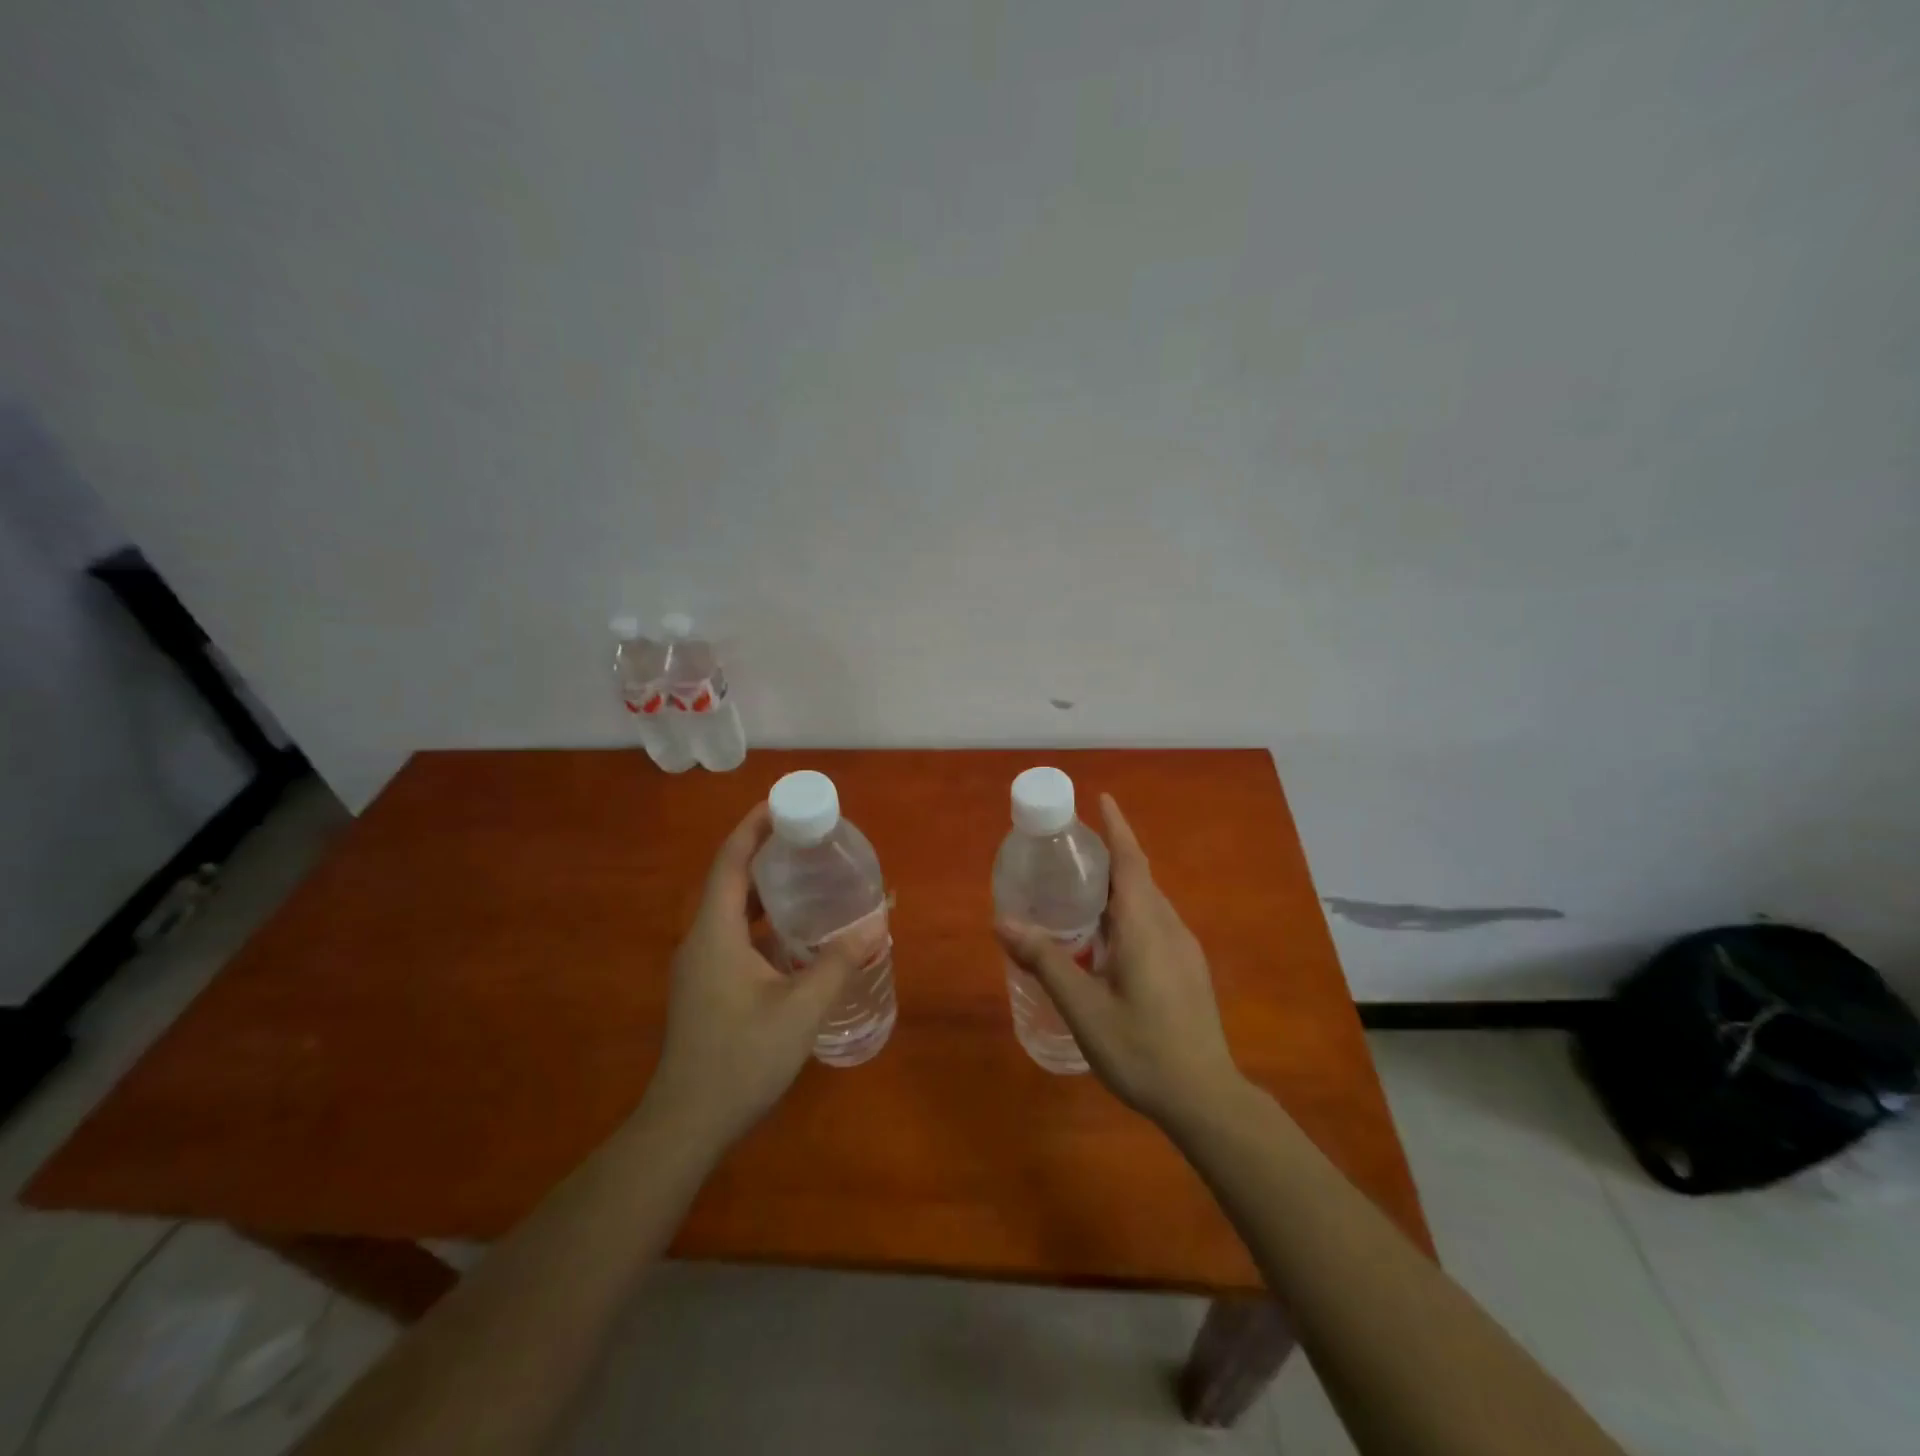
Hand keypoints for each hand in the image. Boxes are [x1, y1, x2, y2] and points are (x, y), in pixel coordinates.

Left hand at [645, 802, 854, 1147]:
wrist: (687, 1125)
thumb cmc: (742, 1058)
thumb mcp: (801, 1008)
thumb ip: (840, 963)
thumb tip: (878, 924)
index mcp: (715, 932)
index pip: (730, 860)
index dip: (753, 826)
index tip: (783, 802)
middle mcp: (701, 939)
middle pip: (730, 878)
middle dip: (765, 851)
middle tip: (809, 839)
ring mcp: (699, 965)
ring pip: (732, 909)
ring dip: (765, 887)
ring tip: (807, 876)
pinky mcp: (705, 986)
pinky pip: (733, 934)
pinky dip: (762, 919)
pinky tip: (794, 933)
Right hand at [997, 793, 1242, 1128]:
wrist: (1206, 1099)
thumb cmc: (1141, 1049)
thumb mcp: (1083, 1007)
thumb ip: (1045, 961)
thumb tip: (1003, 921)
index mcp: (1146, 926)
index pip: (1131, 860)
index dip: (1117, 827)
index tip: (1101, 798)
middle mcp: (1169, 926)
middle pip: (1139, 876)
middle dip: (1109, 855)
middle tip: (1068, 850)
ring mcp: (1184, 948)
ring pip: (1148, 902)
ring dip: (1118, 887)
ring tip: (1079, 892)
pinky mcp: (1188, 969)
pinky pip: (1154, 923)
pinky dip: (1127, 913)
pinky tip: (1105, 940)